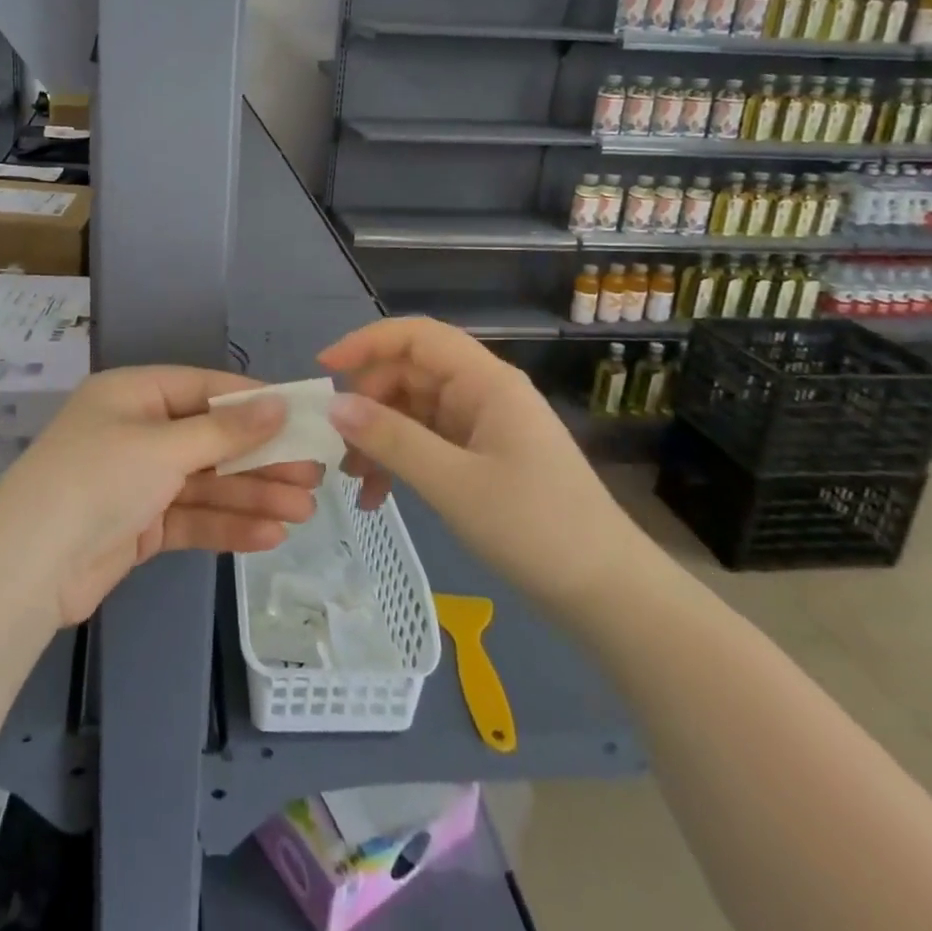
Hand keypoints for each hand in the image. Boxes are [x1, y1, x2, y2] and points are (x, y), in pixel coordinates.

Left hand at [0, 366, 319, 625]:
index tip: (302, 415)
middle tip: (314, 475)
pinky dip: (227, 524)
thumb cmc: (98, 480)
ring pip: (206, 481)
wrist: (29, 567)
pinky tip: (270, 536)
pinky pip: (192, 516)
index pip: (205, 388)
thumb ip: (225, 429)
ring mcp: (138, 480)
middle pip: (211, 438)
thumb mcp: (164, 447)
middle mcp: (137, 431)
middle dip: (261, 457)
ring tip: (304, 511)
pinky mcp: (140, 525)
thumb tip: (279, 402)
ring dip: (253, 495)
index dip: (255, 402)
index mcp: (134, 394)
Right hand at [320, 318, 651, 619]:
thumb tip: (333, 404)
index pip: (417, 336)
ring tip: (351, 479)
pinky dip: (399, 461)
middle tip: (335, 444)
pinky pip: (427, 442)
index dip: (366, 342)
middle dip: (367, 403)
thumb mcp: (453, 483)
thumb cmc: (535, 528)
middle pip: (409, 374)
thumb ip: (391, 439)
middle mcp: (482, 393)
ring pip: (412, 410)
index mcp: (485, 382)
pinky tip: (377, 496)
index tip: (323, 369)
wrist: (608, 594)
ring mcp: (482, 425)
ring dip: (378, 437)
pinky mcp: (482, 457)